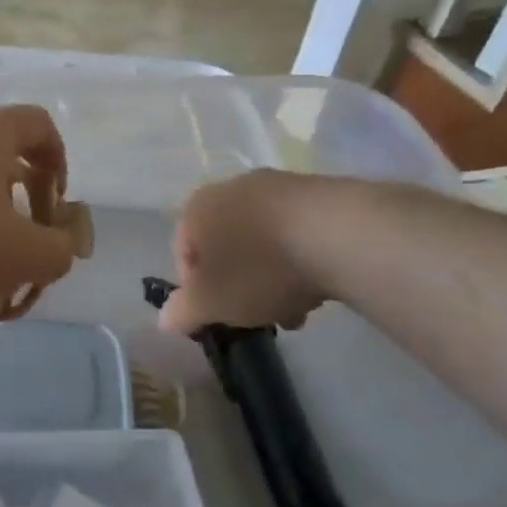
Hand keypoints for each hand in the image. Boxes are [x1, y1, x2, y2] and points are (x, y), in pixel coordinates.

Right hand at [158, 170, 326, 334]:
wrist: (341, 235)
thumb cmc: (259, 269)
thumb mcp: (212, 303)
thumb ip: (183, 312)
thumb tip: (165, 320)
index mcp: (197, 208)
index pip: (183, 252)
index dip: (195, 290)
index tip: (216, 315)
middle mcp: (232, 188)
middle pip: (226, 246)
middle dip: (238, 284)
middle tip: (255, 315)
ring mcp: (279, 186)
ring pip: (264, 241)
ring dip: (272, 276)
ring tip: (295, 310)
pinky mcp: (321, 192)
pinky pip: (298, 232)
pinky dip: (301, 259)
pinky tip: (318, 287)